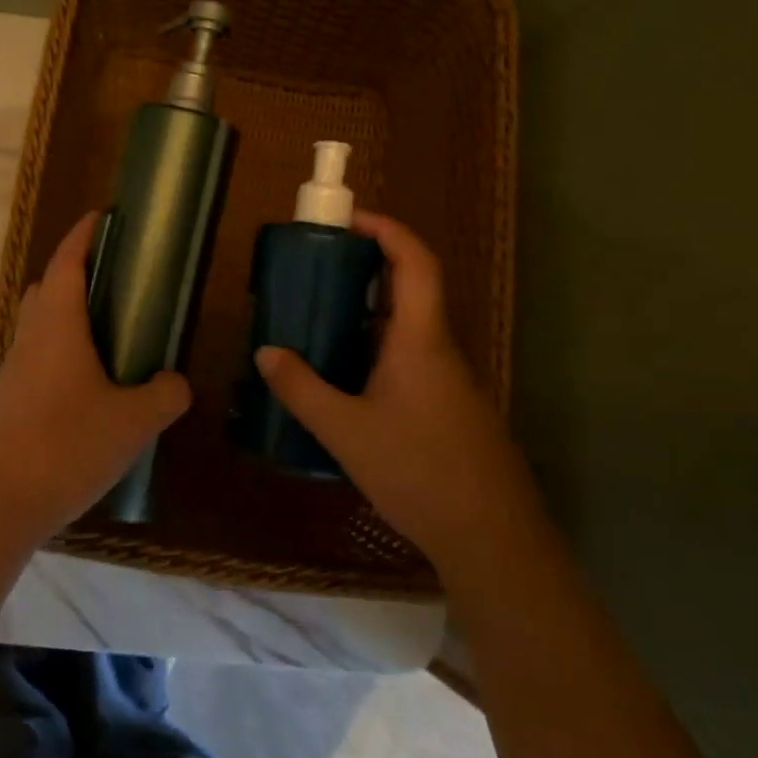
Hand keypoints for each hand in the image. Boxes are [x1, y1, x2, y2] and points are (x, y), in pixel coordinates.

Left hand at [0, 212, 190, 547]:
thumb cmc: (67, 447)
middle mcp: (30, 337)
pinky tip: (85, 385)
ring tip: (107, 335)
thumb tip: (177, 382)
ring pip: (39, 324)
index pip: (68, 262)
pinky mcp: (6, 399)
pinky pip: (35, 357)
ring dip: (66, 315)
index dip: (84, 235)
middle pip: (48, 288)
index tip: (103, 217)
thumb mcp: (133, 422)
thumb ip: (164, 394)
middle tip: (116, 282)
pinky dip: (58, 352)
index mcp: (58, 326)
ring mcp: (13, 369)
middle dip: (76, 273)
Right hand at [253, 211, 529, 576]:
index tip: (349, 220)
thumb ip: (301, 389)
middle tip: (318, 270)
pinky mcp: (449, 409)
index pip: (414, 262)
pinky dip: (376, 351)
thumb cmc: (419, 471)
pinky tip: (345, 382)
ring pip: (407, 330)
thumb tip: (265, 353)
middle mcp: (439, 350)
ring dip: (368, 315)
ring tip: (320, 321)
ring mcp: (448, 381)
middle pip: (410, 290)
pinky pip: (409, 361)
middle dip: (366, 270)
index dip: (387, 230)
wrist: (492, 538)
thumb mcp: (346, 431)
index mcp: (420, 340)